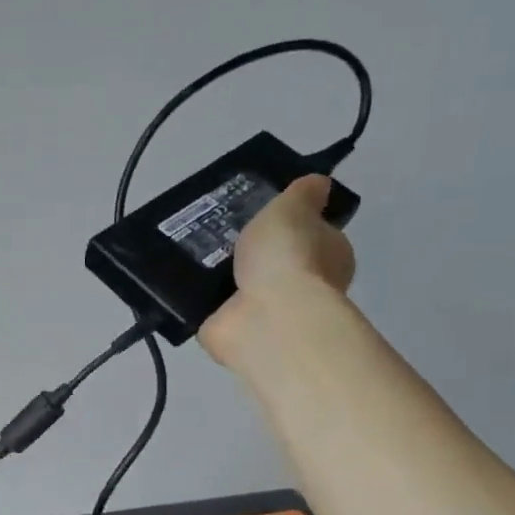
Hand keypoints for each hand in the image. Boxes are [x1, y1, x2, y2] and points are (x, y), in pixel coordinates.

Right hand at [200, 174, 355, 373]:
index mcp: (330, 256)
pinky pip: (218, 309)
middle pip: (276, 262)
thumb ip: (302, 194)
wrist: (265, 318)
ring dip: (225, 275)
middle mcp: (305, 286)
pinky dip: (205, 300)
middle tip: (220, 232)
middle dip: (253, 253)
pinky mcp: (236, 331)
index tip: (265, 216)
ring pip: (244, 286)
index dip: (294, 225)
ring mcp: (269, 312)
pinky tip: (184, 282)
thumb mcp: (293, 208)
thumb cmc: (287, 256)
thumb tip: (319, 183)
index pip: (315, 236)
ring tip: (195, 253)